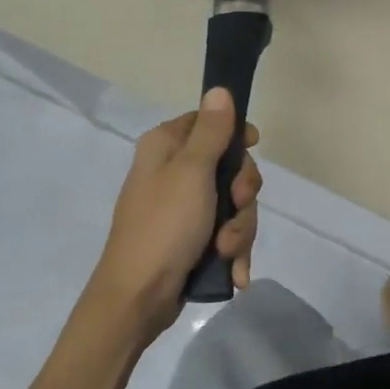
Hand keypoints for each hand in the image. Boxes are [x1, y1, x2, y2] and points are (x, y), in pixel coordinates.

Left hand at [81, 88, 261, 341]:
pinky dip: (233, 251)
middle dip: (242, 193)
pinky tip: (234, 271)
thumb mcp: (191, 173)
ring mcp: (183, 208)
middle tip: (235, 206)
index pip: (209, 121)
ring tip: (226, 251)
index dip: (235, 135)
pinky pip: (226, 233)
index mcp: (165, 147)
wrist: (137, 299)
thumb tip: (218, 88)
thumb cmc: (163, 227)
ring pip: (233, 204)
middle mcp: (173, 172)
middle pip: (229, 166)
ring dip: (238, 228)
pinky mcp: (191, 239)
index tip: (252, 148)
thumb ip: (211, 131)